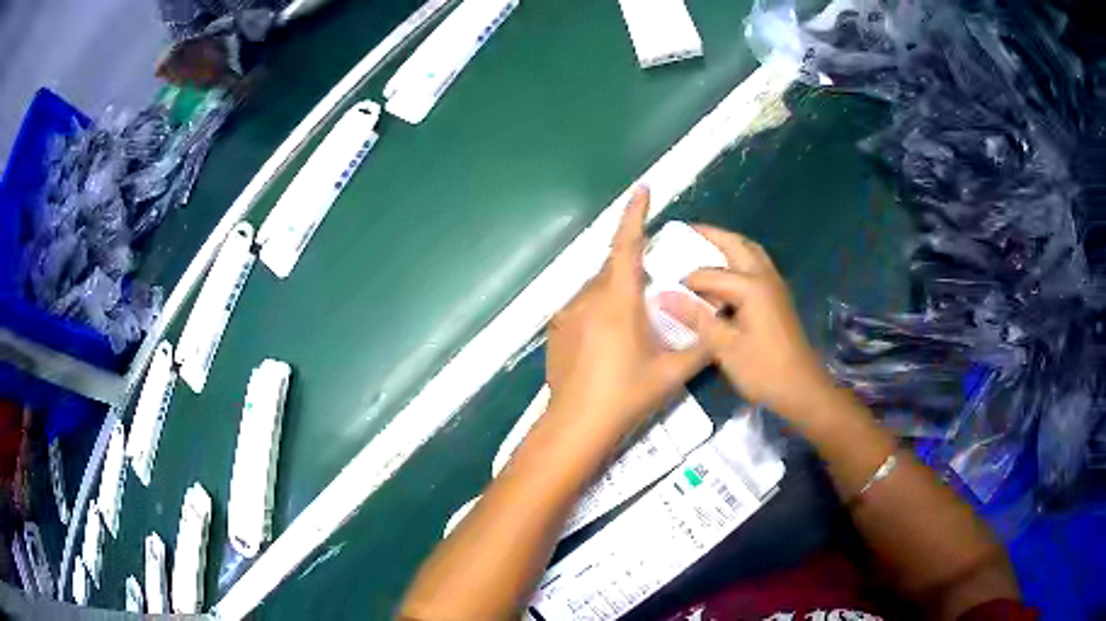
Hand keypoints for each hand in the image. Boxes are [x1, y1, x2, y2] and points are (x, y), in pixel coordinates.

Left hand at [545, 187, 708, 438]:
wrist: (576, 425)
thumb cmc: (626, 396)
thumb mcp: (671, 373)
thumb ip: (701, 346)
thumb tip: (720, 325)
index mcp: (617, 301)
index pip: (627, 246)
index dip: (635, 214)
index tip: (642, 188)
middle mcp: (588, 298)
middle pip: (614, 269)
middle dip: (634, 271)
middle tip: (653, 294)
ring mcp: (567, 313)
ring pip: (597, 289)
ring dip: (616, 294)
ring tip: (631, 328)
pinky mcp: (556, 329)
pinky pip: (583, 306)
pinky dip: (599, 310)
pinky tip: (608, 343)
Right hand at [661, 226, 833, 419]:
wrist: (801, 389)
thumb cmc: (763, 370)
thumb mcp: (724, 347)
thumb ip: (695, 317)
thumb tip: (663, 295)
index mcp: (751, 286)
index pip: (709, 274)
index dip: (685, 281)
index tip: (662, 286)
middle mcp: (765, 277)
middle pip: (737, 244)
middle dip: (712, 235)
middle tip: (686, 231)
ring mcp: (775, 286)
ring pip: (750, 253)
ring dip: (728, 245)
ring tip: (704, 247)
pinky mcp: (778, 298)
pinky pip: (756, 267)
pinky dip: (738, 261)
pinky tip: (724, 277)